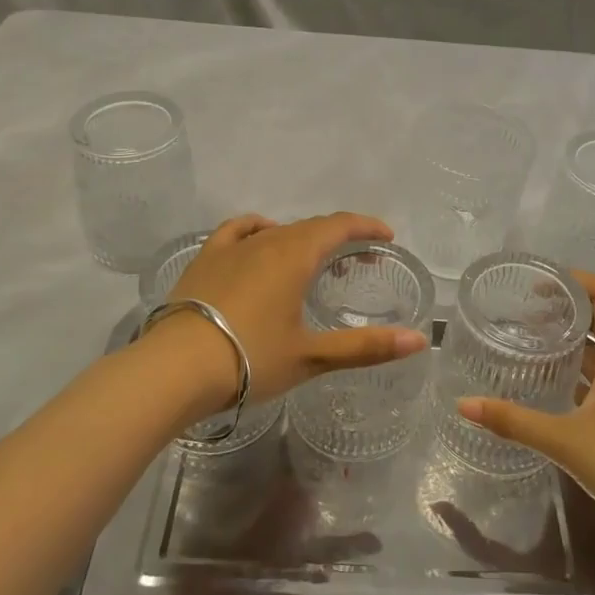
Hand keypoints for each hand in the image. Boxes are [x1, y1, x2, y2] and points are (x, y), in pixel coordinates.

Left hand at [149, 211, 430, 415]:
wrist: (174, 368)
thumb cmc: (250, 359)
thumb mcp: (312, 356)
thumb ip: (367, 346)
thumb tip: (419, 340)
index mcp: (295, 255)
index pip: (339, 226)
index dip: (365, 227)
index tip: (385, 237)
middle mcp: (266, 240)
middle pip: (310, 227)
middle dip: (340, 237)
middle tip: (358, 260)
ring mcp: (231, 247)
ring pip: (277, 230)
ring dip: (303, 238)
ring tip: (312, 260)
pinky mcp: (205, 260)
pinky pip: (238, 231)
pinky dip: (259, 230)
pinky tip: (259, 240)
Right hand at [457, 271, 594, 539]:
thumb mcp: (568, 442)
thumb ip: (516, 422)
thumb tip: (464, 404)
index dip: (575, 280)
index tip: (538, 284)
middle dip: (565, 308)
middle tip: (523, 313)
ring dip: (571, 340)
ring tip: (531, 343)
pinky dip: (577, 372)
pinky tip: (552, 387)